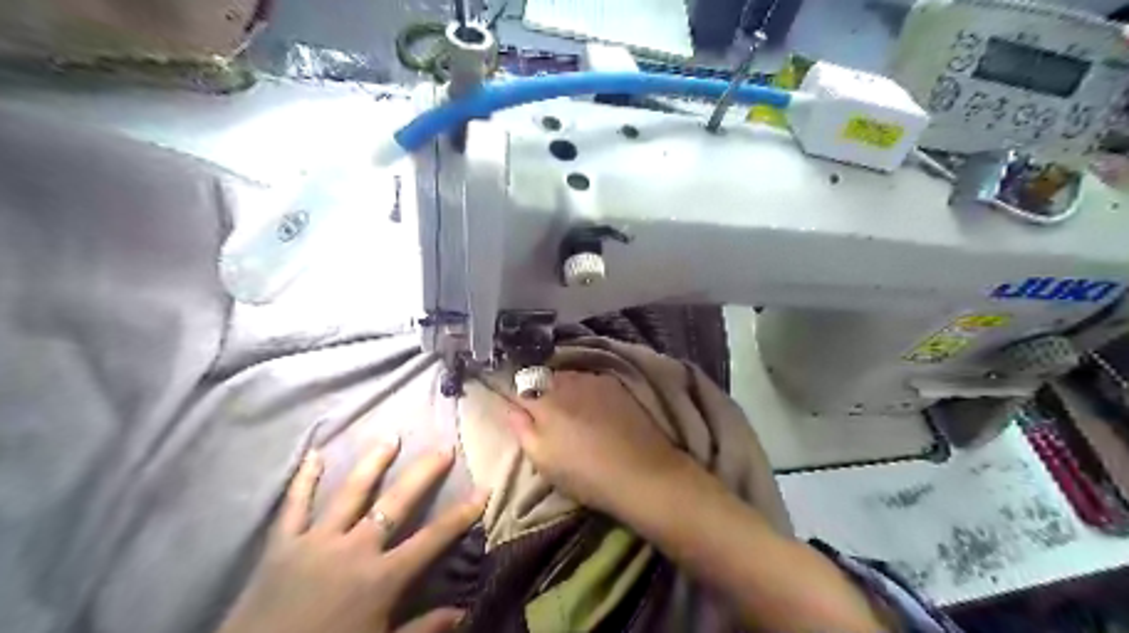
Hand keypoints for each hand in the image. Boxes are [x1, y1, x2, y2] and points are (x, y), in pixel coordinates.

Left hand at [217, 440, 486, 632]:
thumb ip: (423, 629)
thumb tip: (464, 612)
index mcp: (382, 577)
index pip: (433, 538)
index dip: (461, 514)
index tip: (482, 490)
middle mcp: (355, 549)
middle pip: (397, 503)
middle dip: (423, 474)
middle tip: (443, 448)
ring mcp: (318, 541)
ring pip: (351, 493)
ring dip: (373, 463)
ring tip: (391, 438)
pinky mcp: (283, 544)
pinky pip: (295, 506)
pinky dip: (304, 480)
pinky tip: (315, 454)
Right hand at [507, 374, 693, 516]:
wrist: (641, 471)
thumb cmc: (585, 473)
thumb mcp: (543, 460)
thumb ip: (522, 430)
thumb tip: (510, 408)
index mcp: (543, 400)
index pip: (517, 387)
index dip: (514, 397)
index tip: (516, 408)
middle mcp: (566, 381)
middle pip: (541, 378)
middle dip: (537, 390)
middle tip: (543, 414)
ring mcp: (593, 380)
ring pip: (566, 377)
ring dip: (561, 388)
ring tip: (568, 410)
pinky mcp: (614, 385)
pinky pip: (588, 379)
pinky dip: (583, 389)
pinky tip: (591, 407)